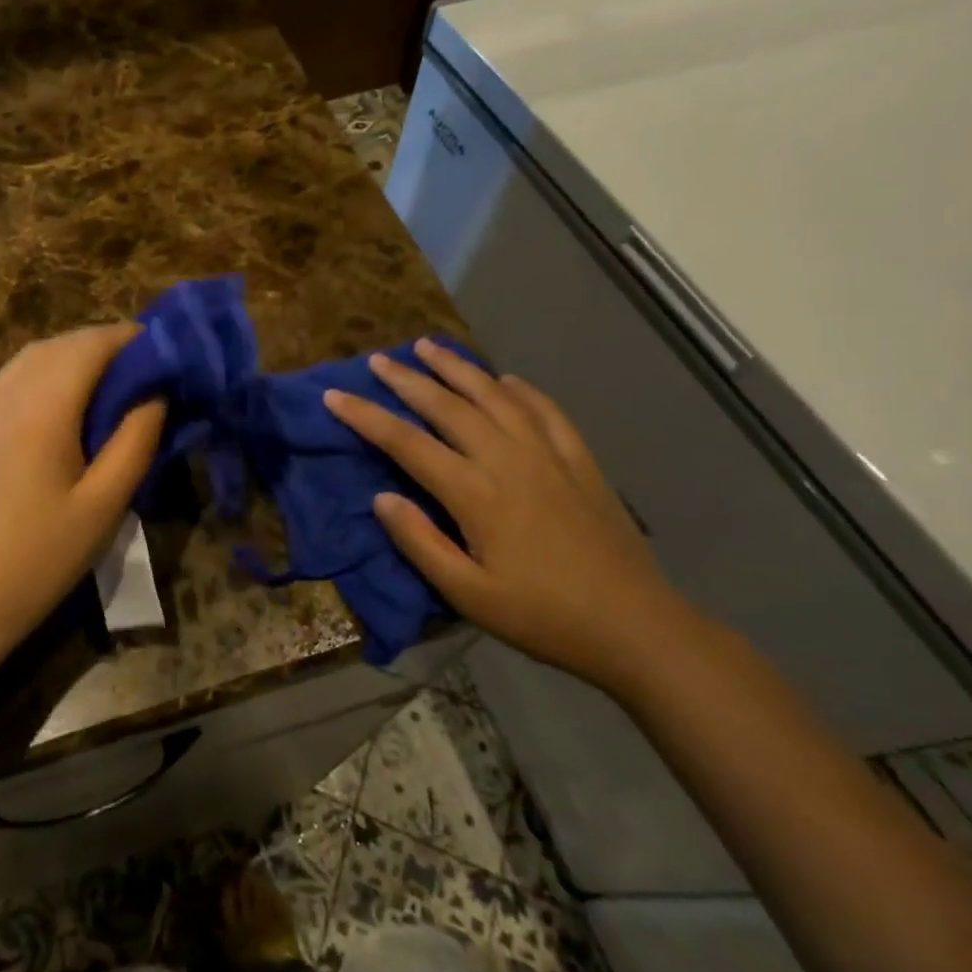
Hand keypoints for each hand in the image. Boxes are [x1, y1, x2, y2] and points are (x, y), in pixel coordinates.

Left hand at [0, 324, 165, 653]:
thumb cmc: (43, 556)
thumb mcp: (105, 503)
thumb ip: (136, 439)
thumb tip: (155, 393)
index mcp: (43, 408)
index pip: (90, 346)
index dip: (128, 338)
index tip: (164, 349)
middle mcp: (9, 394)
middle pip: (61, 345)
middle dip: (104, 344)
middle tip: (145, 367)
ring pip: (32, 356)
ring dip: (72, 353)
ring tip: (109, 378)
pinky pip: (9, 378)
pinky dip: (40, 370)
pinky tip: (55, 395)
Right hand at [324, 340, 700, 692]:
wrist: (636, 626)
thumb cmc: (543, 616)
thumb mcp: (469, 596)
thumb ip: (420, 543)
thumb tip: (380, 498)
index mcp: (475, 493)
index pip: (407, 443)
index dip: (366, 417)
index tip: (334, 396)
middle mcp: (507, 459)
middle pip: (447, 406)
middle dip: (407, 379)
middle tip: (379, 359)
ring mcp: (547, 454)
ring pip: (493, 395)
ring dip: (457, 368)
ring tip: (429, 346)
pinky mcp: (579, 459)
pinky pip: (544, 409)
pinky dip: (519, 388)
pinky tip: (505, 379)